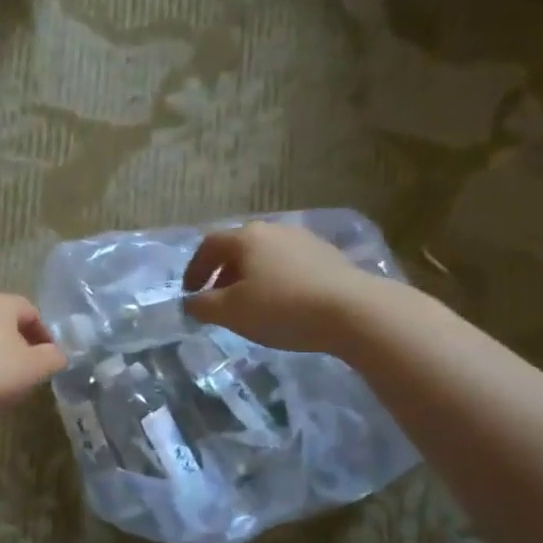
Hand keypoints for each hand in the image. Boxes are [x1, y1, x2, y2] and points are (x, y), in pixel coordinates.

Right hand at [181, 222, 380, 353]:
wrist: (352, 311)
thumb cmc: (282, 308)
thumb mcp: (231, 312)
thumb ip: (203, 306)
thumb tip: (191, 302)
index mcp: (247, 237)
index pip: (209, 245)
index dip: (194, 269)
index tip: (190, 293)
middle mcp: (275, 230)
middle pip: (239, 248)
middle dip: (223, 274)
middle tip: (218, 300)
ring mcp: (305, 240)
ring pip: (265, 256)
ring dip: (250, 278)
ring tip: (250, 305)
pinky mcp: (328, 257)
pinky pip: (290, 265)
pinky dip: (276, 281)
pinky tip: (283, 305)